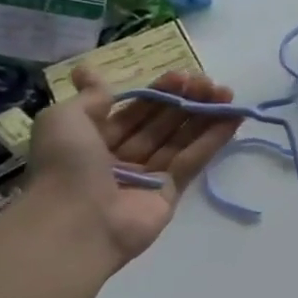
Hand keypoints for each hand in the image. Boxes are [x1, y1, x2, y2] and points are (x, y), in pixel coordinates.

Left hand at [27, 66, 242, 265]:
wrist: (75, 223)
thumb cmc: (65, 165)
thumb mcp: (63, 119)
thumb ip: (88, 97)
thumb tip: (90, 75)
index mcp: (92, 139)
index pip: (134, 110)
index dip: (158, 91)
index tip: (182, 75)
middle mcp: (121, 156)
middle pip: (161, 122)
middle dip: (185, 100)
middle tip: (209, 83)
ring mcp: (148, 175)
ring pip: (181, 139)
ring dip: (205, 115)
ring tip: (228, 94)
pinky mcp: (170, 192)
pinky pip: (193, 160)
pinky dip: (214, 139)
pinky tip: (234, 118)